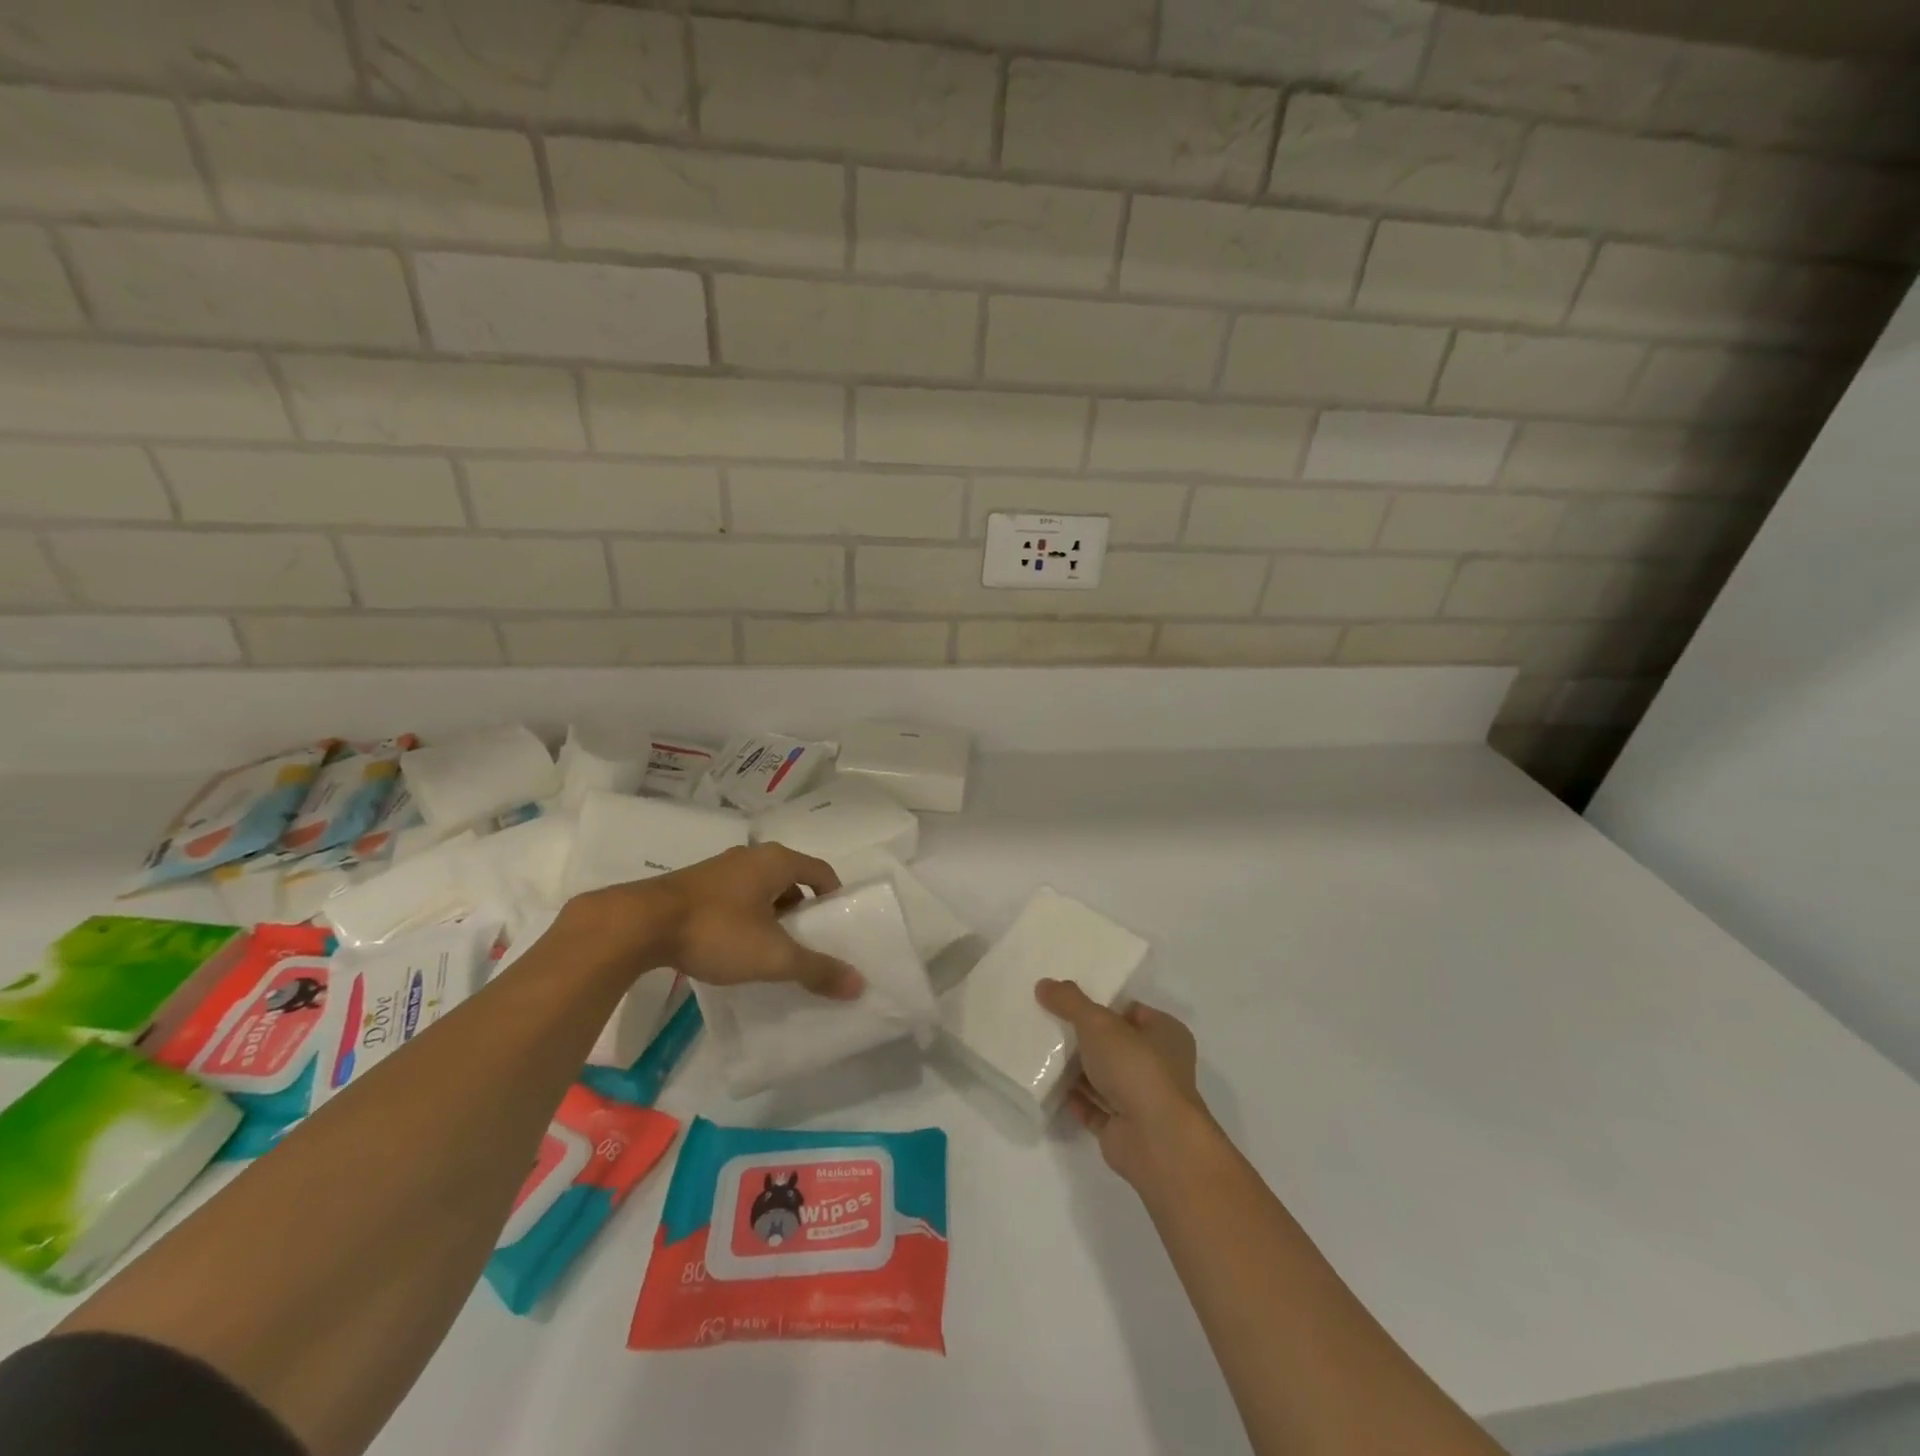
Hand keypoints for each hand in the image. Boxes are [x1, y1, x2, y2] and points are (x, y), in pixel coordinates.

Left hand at [569, 845, 863, 999]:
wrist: (638, 925)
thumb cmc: (717, 930)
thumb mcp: (773, 955)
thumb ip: (816, 969)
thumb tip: (859, 984)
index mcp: (777, 861)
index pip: (822, 872)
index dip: (834, 899)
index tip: (838, 929)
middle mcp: (751, 857)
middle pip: (791, 881)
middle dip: (802, 912)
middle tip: (808, 945)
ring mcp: (719, 870)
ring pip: (760, 890)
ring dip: (772, 916)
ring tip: (772, 951)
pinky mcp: (694, 886)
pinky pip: (734, 898)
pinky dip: (745, 918)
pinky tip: (735, 948)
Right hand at [1036, 979, 1207, 1190]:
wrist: (1155, 1141)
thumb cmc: (1136, 1068)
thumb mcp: (1099, 1023)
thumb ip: (1070, 1002)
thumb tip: (1044, 984)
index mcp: (1166, 1034)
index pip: (1131, 1011)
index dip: (1102, 1004)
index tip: (1068, 1001)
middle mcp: (1159, 1066)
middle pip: (1116, 1044)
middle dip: (1086, 1037)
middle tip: (1049, 1023)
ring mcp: (1143, 1100)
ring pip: (1105, 1077)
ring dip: (1078, 1069)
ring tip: (1042, 1051)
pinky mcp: (1124, 1129)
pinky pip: (1095, 1108)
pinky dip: (1076, 1099)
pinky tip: (1050, 1087)